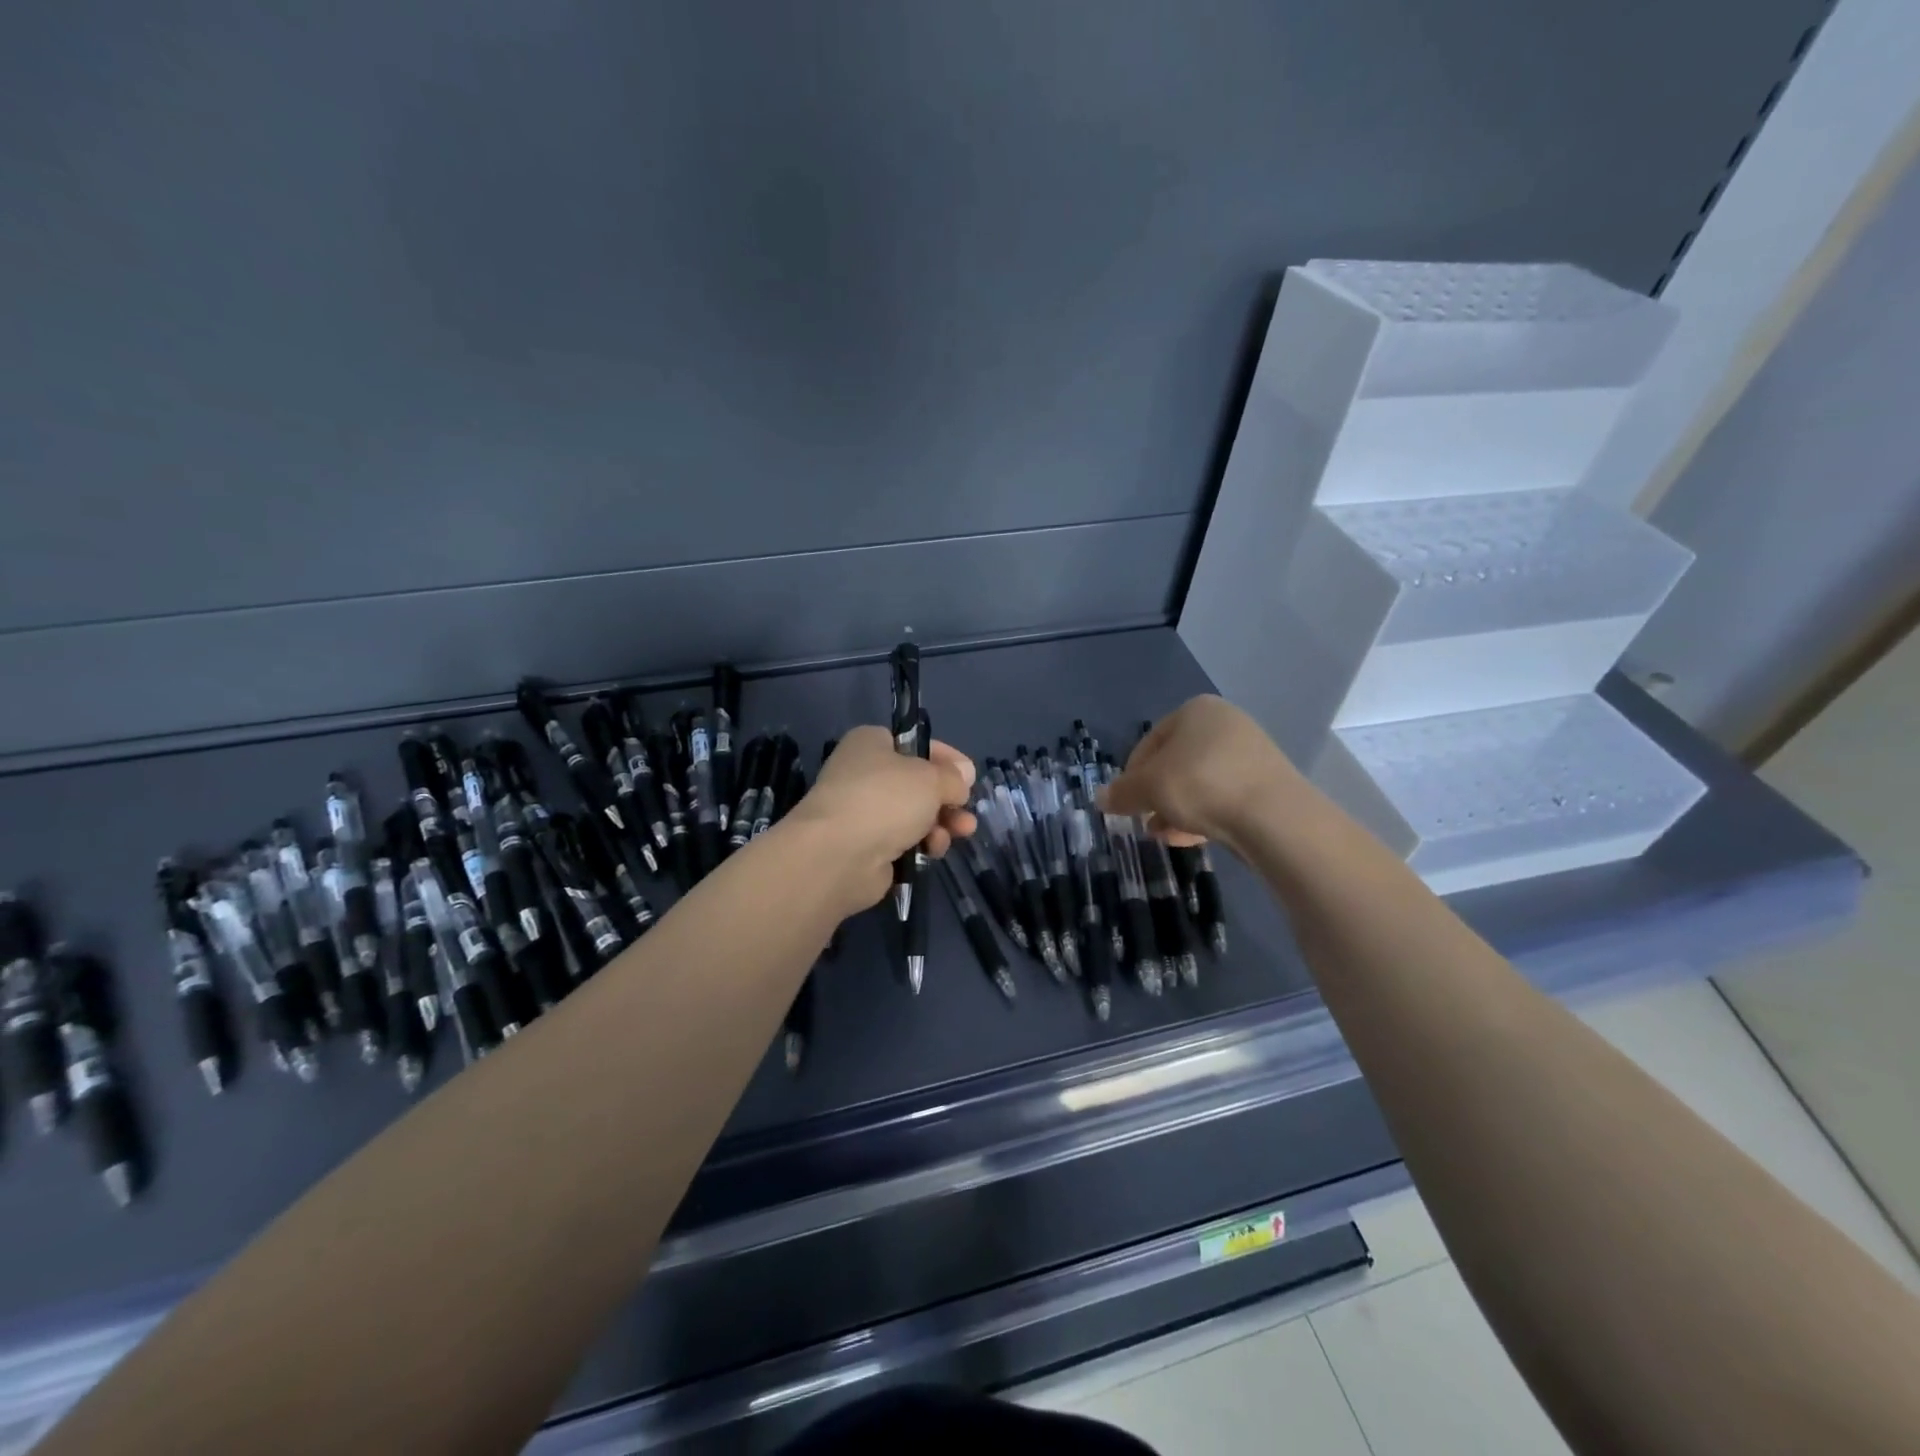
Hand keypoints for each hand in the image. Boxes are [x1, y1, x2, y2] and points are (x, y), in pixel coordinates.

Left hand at [783, 726, 977, 912]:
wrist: (838, 855)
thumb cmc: (885, 799)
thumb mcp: (930, 778)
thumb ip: (953, 777)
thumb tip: (964, 776)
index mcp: (870, 744)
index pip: (916, 745)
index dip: (946, 759)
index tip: (970, 776)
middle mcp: (863, 775)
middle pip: (918, 785)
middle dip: (948, 800)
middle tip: (967, 813)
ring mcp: (863, 813)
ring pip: (915, 815)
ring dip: (941, 824)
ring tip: (959, 832)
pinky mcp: (866, 847)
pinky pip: (904, 842)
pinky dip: (922, 845)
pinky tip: (932, 850)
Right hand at [1099, 695, 1301, 852]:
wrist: (1273, 817)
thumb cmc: (1200, 785)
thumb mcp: (1148, 788)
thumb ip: (1122, 792)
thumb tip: (1099, 798)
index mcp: (1195, 710)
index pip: (1149, 742)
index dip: (1131, 775)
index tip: (1125, 802)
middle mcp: (1225, 724)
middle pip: (1175, 763)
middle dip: (1155, 794)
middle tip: (1143, 820)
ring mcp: (1250, 753)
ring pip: (1198, 782)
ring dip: (1176, 808)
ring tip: (1163, 834)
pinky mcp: (1266, 784)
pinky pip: (1223, 797)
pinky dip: (1203, 814)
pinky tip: (1191, 838)